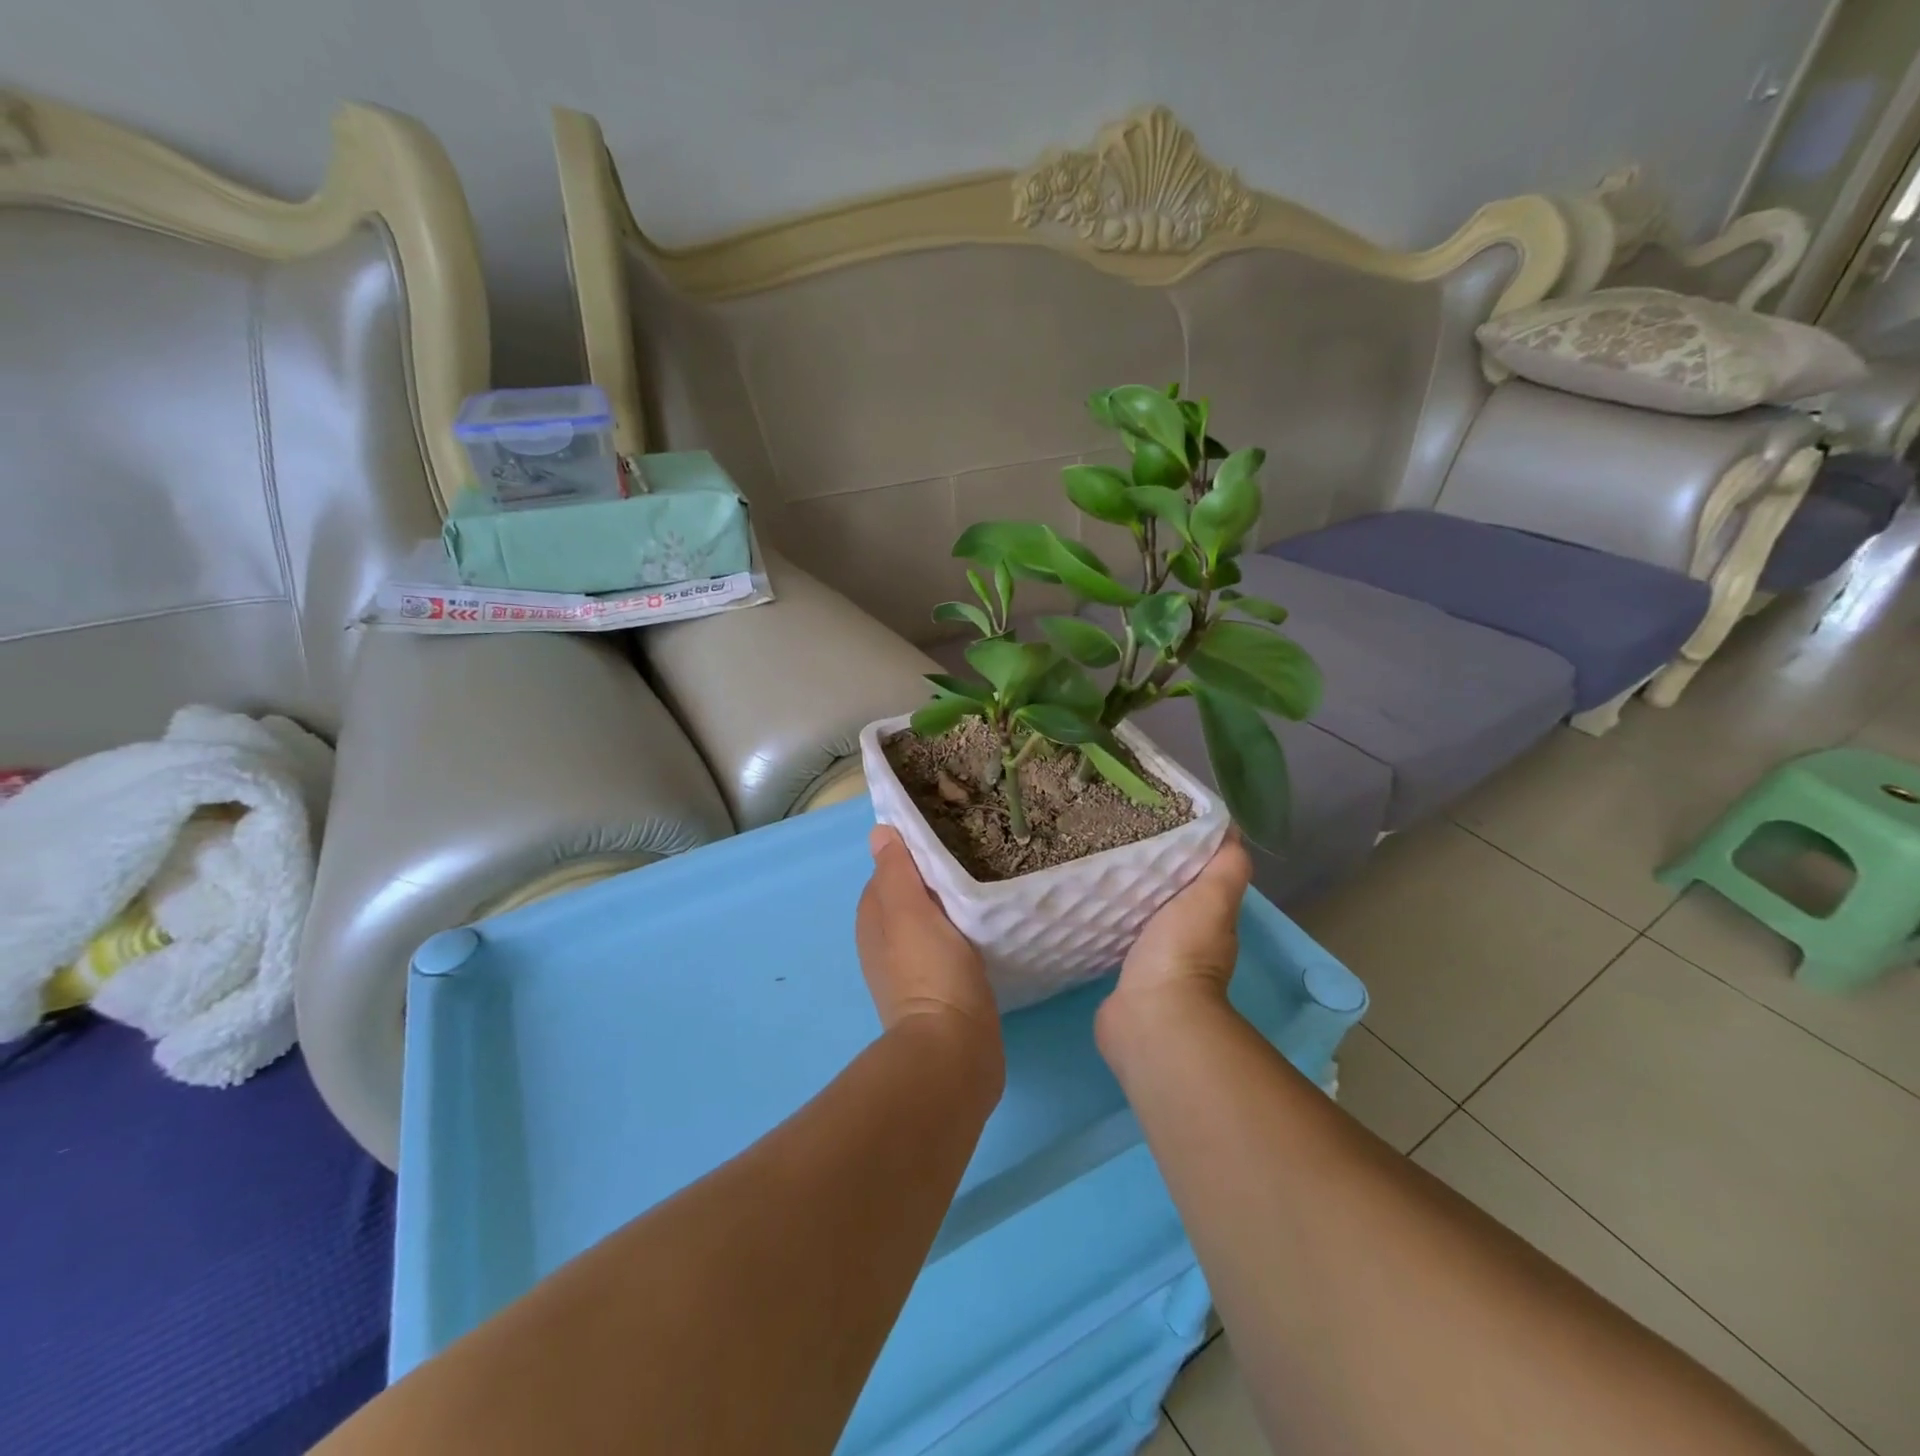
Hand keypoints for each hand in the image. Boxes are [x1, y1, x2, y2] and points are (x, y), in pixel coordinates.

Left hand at [856, 827, 1000, 1046]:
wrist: (953, 1051)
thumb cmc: (931, 971)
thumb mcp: (910, 911)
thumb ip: (895, 871)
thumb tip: (880, 832)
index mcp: (874, 919)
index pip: (890, 870)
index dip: (915, 853)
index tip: (949, 838)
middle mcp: (884, 942)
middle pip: (910, 896)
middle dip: (934, 878)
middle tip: (974, 859)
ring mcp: (909, 969)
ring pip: (929, 921)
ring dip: (950, 906)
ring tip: (983, 888)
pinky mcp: (938, 990)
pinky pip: (946, 946)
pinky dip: (959, 933)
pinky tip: (982, 929)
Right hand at [1097, 837, 1252, 1055]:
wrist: (1149, 1016)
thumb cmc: (1183, 951)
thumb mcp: (1212, 899)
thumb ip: (1226, 866)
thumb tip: (1232, 828)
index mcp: (1210, 919)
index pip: (1198, 876)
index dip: (1182, 851)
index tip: (1155, 820)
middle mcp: (1185, 939)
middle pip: (1167, 894)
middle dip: (1148, 871)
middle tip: (1116, 836)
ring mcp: (1153, 959)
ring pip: (1140, 914)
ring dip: (1125, 895)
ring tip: (1096, 862)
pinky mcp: (1123, 973)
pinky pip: (1115, 935)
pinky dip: (1106, 920)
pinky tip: (1086, 903)